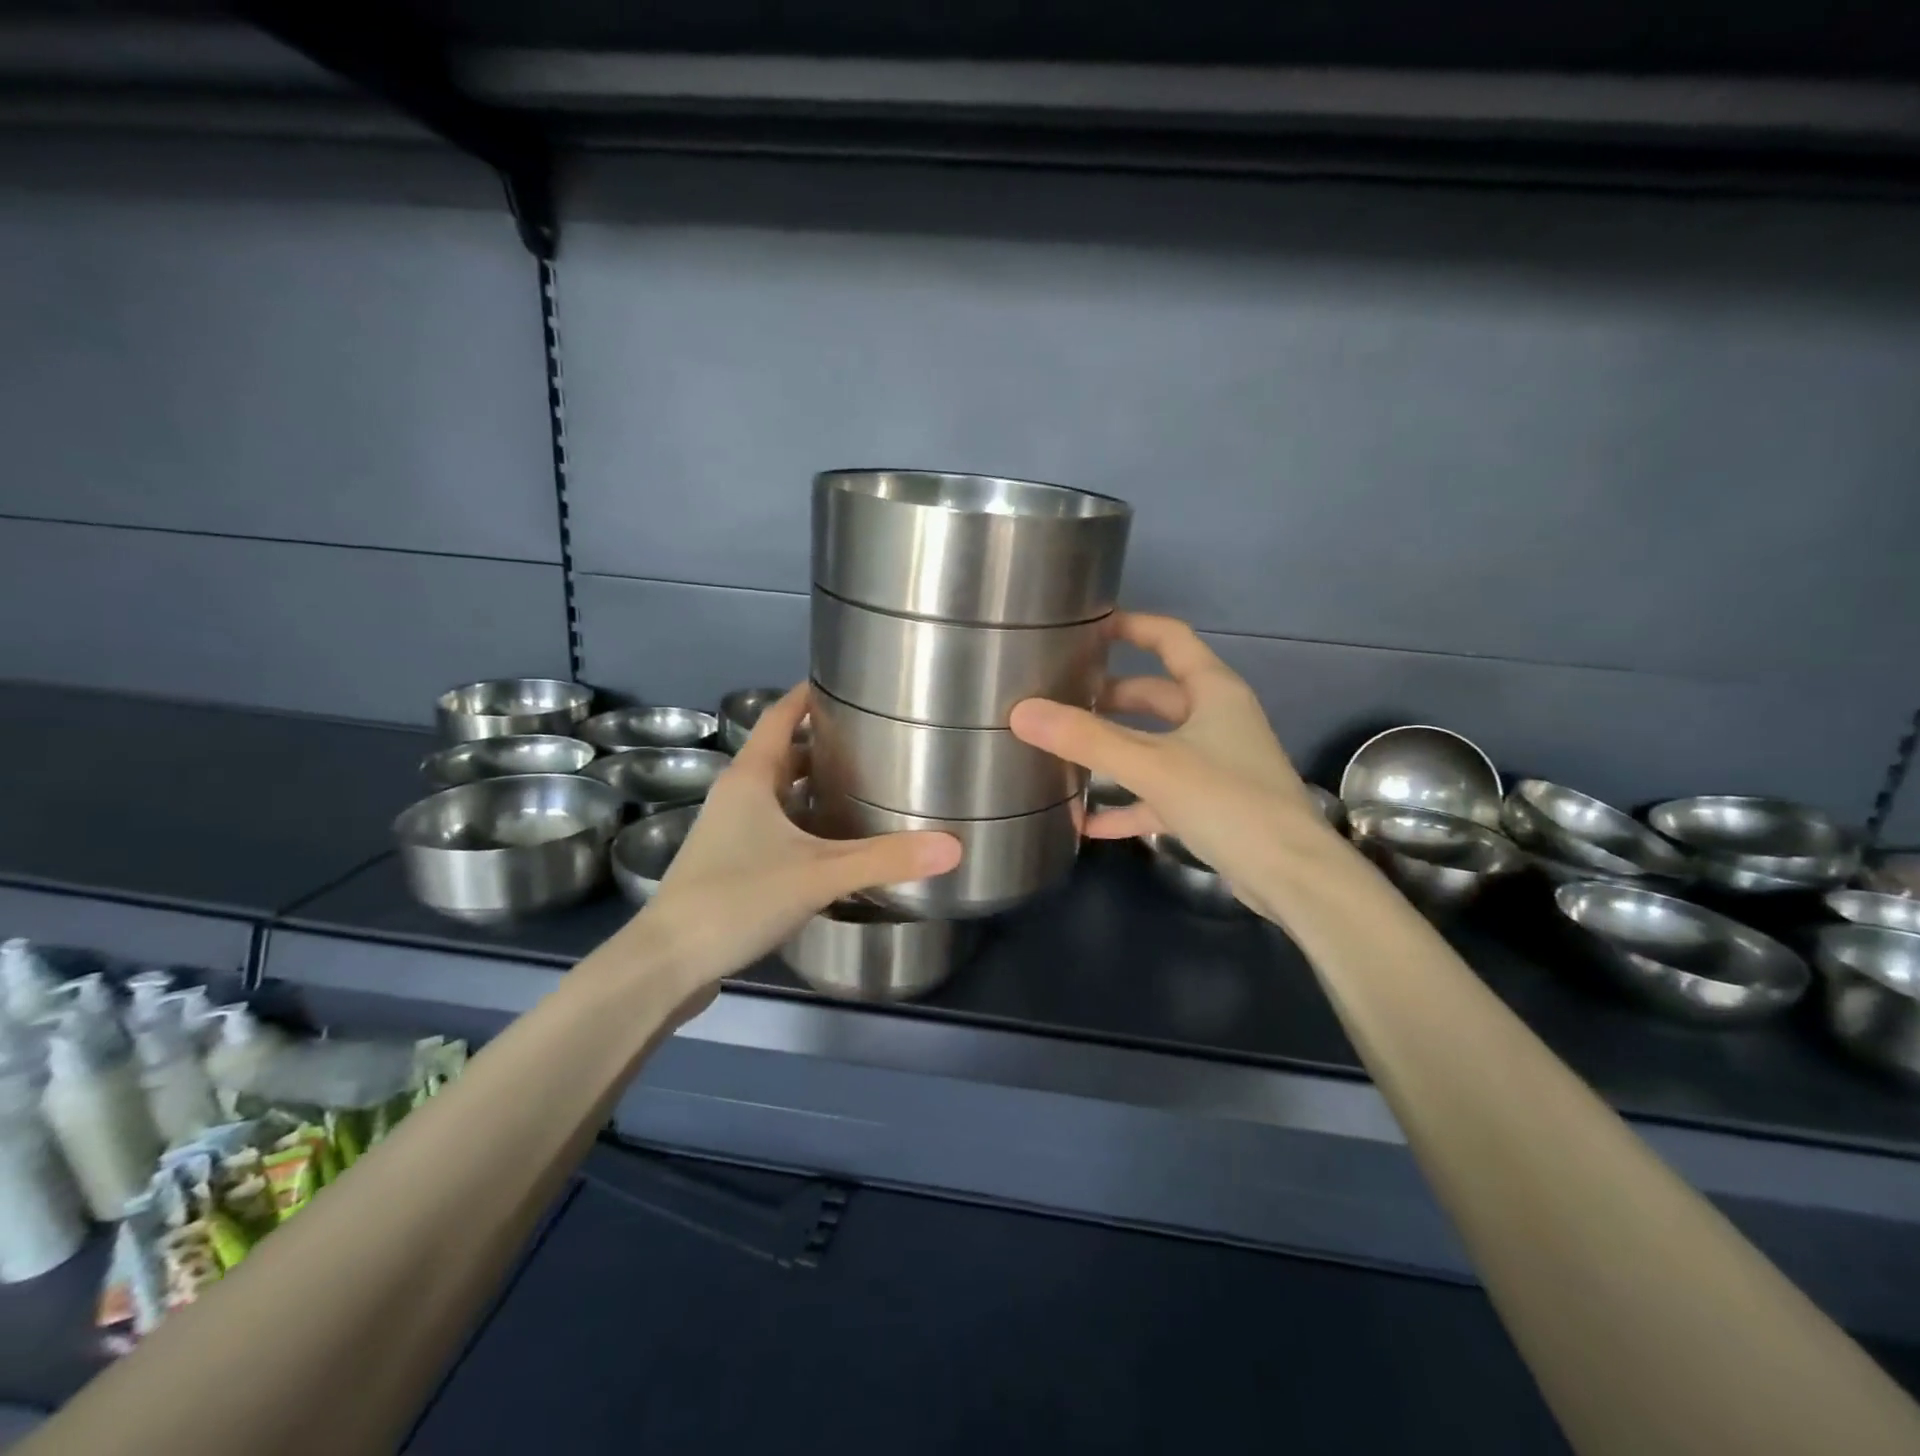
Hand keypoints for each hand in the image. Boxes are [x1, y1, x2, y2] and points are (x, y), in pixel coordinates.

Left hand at [634, 685, 961, 987]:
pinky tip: (836, 842)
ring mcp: (729, 832)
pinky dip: (804, 822)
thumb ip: (885, 859)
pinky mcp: (731, 864)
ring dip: (813, 785)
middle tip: (873, 740)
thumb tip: (954, 846)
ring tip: (863, 784)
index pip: (779, 716)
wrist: (668, 963)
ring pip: (778, 793)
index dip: (808, 695)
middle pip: (782, 753)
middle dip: (823, 743)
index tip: (846, 683)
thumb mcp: (819, 874)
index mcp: (750, 778)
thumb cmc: (737, 898)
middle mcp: (737, 796)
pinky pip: (775, 827)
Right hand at [1010, 612, 1338, 919]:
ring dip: (1114, 749)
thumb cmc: (1228, 801)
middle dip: (1109, 696)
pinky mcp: (1210, 804)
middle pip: (1155, 694)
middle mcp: (1216, 719)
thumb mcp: (1151, 765)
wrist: (1292, 876)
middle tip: (1060, 697)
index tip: (1086, 627)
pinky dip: (1126, 802)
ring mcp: (1215, 763)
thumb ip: (1086, 739)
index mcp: (1213, 691)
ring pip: (1154, 744)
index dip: (1130, 626)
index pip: (1169, 639)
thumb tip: (1021, 712)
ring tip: (1063, 752)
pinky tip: (1087, 822)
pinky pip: (1158, 793)